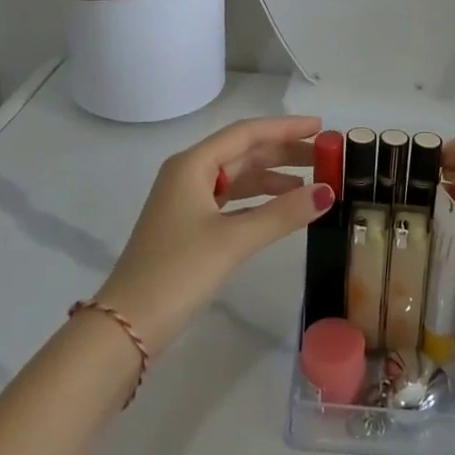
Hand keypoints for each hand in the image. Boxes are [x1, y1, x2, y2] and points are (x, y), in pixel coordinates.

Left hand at [96, 116, 332, 354]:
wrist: (126, 327)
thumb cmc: (177, 272)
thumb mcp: (233, 240)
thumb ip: (282, 214)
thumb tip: (328, 191)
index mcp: (192, 164)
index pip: (246, 133)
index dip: (285, 128)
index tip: (320, 127)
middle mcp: (188, 174)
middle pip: (243, 153)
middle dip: (284, 152)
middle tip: (325, 156)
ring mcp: (187, 201)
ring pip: (238, 177)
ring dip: (274, 178)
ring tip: (314, 183)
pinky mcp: (189, 227)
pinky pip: (232, 201)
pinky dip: (259, 201)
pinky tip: (284, 209)